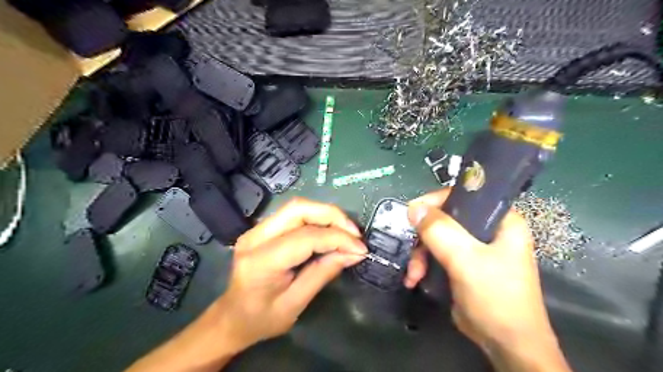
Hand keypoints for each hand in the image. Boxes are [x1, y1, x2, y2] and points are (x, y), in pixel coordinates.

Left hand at [213, 196, 366, 352]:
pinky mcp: (263, 228)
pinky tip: (330, 231)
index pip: (305, 237)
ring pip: (298, 207)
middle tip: (354, 233)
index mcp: (260, 261)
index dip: (337, 238)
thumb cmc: (261, 319)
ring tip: (347, 232)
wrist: (231, 317)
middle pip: (299, 209)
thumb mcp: (295, 304)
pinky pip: (295, 214)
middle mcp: (255, 237)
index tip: (360, 248)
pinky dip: (317, 219)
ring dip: (326, 215)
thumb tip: (354, 253)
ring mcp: (256, 229)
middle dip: (332, 216)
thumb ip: (323, 273)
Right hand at [405, 190, 569, 370]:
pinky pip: (437, 254)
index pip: (464, 196)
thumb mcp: (466, 260)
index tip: (413, 214)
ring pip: (437, 238)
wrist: (506, 345)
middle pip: (445, 219)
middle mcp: (488, 230)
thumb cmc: (496, 297)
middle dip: (424, 238)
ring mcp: (474, 248)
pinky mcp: (463, 264)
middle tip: (413, 252)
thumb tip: (413, 207)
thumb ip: (439, 231)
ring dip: (421, 255)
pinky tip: (415, 279)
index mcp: (500, 220)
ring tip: (413, 275)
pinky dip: (424, 265)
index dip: (436, 201)